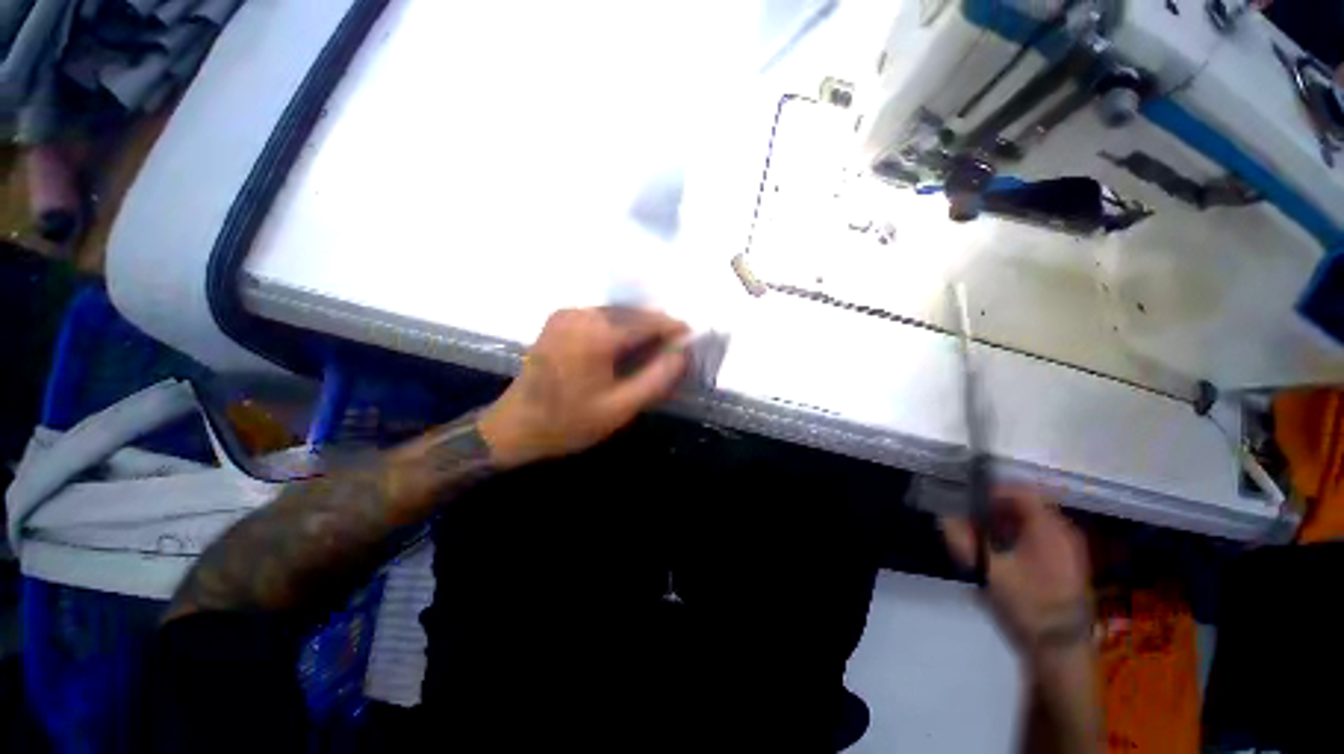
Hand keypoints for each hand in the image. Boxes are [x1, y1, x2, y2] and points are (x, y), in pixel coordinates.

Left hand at [478, 307, 689, 467]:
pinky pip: (601, 318)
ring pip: (617, 314)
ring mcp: (567, 314)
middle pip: (632, 313)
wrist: (515, 427)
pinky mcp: (560, 320)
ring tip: (652, 352)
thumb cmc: (569, 422)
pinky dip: (620, 329)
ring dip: (638, 329)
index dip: (673, 328)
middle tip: (673, 351)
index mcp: (596, 335)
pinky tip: (625, 350)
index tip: (691, 340)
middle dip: (656, 329)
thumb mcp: (621, 408)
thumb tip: (682, 352)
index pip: (647, 321)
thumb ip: (657, 378)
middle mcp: (581, 314)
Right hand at [942, 488, 1091, 659]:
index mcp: (1049, 529)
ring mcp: (1068, 549)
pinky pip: (1038, 537)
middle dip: (994, 509)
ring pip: (1031, 522)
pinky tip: (1000, 555)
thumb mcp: (989, 573)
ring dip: (1003, 523)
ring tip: (980, 538)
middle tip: (970, 521)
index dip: (993, 490)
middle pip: (1026, 505)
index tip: (969, 500)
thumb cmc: (1027, 605)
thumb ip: (964, 542)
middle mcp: (1064, 533)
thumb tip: (944, 518)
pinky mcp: (1066, 564)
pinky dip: (1016, 537)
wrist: (1060, 648)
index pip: (1022, 491)